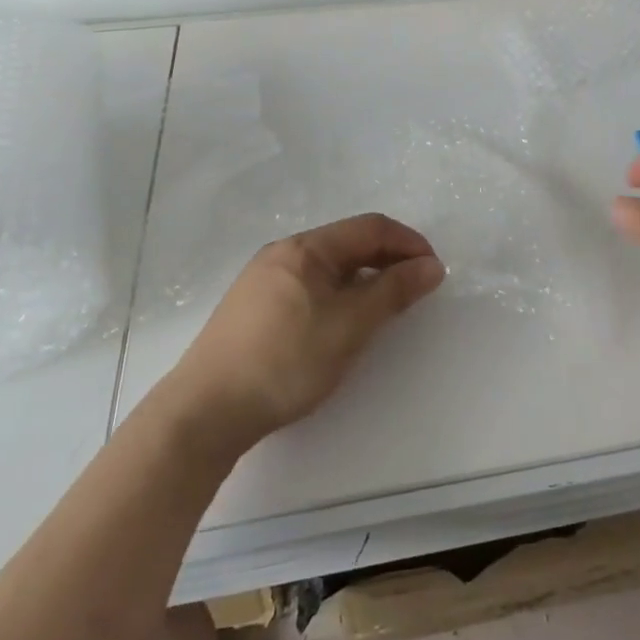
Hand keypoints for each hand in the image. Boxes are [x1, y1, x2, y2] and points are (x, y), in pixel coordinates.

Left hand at [164, 214, 445, 452]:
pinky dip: (339, 294)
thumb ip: (392, 292)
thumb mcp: (349, 326)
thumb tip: (431, 266)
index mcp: (306, 248)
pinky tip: (342, 322)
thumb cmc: (285, 361)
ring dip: (364, 278)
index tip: (434, 270)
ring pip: (328, 267)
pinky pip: (309, 286)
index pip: (370, 228)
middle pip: (348, 243)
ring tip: (385, 307)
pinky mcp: (253, 308)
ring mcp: (264, 280)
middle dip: (388, 259)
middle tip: (416, 289)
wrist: (205, 412)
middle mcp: (283, 253)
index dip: (408, 243)